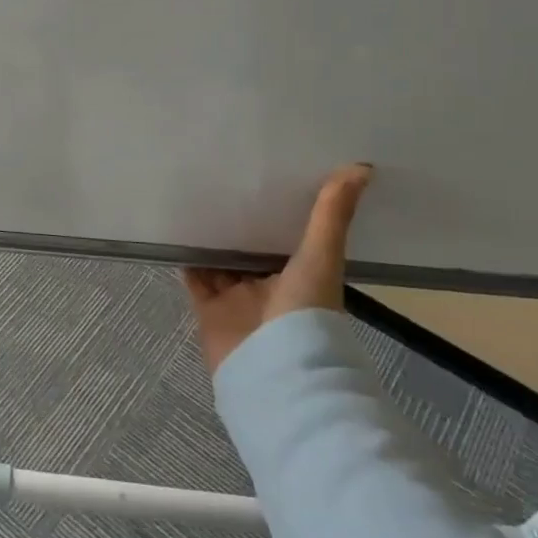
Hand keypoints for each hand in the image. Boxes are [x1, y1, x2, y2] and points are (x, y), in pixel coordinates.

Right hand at [182, 164, 372, 371]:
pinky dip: (186, 259)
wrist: (275, 370)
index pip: (286, 238)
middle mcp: (268, 288)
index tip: (265, 178)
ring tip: (192, 199)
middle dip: (237, 223)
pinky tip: (176, 231)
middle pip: (249, 250)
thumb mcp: (321, 257)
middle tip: (220, 181)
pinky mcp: (209, 310)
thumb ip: (332, 216)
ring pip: (220, 263)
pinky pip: (195, 279)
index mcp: (300, 277)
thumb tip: (361, 168)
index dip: (276, 212)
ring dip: (209, 239)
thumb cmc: (305, 312)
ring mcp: (237, 300)